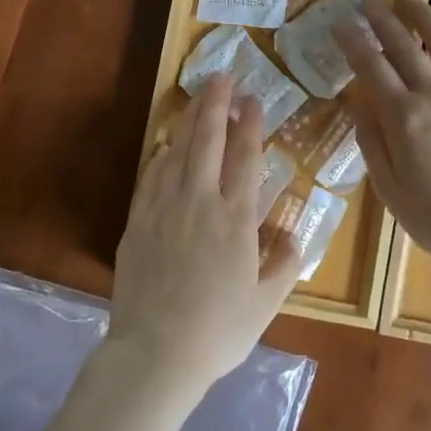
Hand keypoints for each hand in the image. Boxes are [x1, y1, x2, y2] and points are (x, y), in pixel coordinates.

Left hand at [107, 74, 302, 394]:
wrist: (156, 354)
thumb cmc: (218, 331)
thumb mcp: (266, 303)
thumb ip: (284, 265)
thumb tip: (292, 235)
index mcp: (236, 220)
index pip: (245, 159)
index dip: (250, 125)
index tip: (252, 99)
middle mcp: (200, 203)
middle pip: (208, 142)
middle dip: (216, 105)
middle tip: (222, 76)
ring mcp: (164, 209)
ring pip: (177, 152)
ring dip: (189, 121)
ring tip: (197, 98)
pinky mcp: (138, 222)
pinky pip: (151, 176)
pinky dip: (161, 154)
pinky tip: (166, 145)